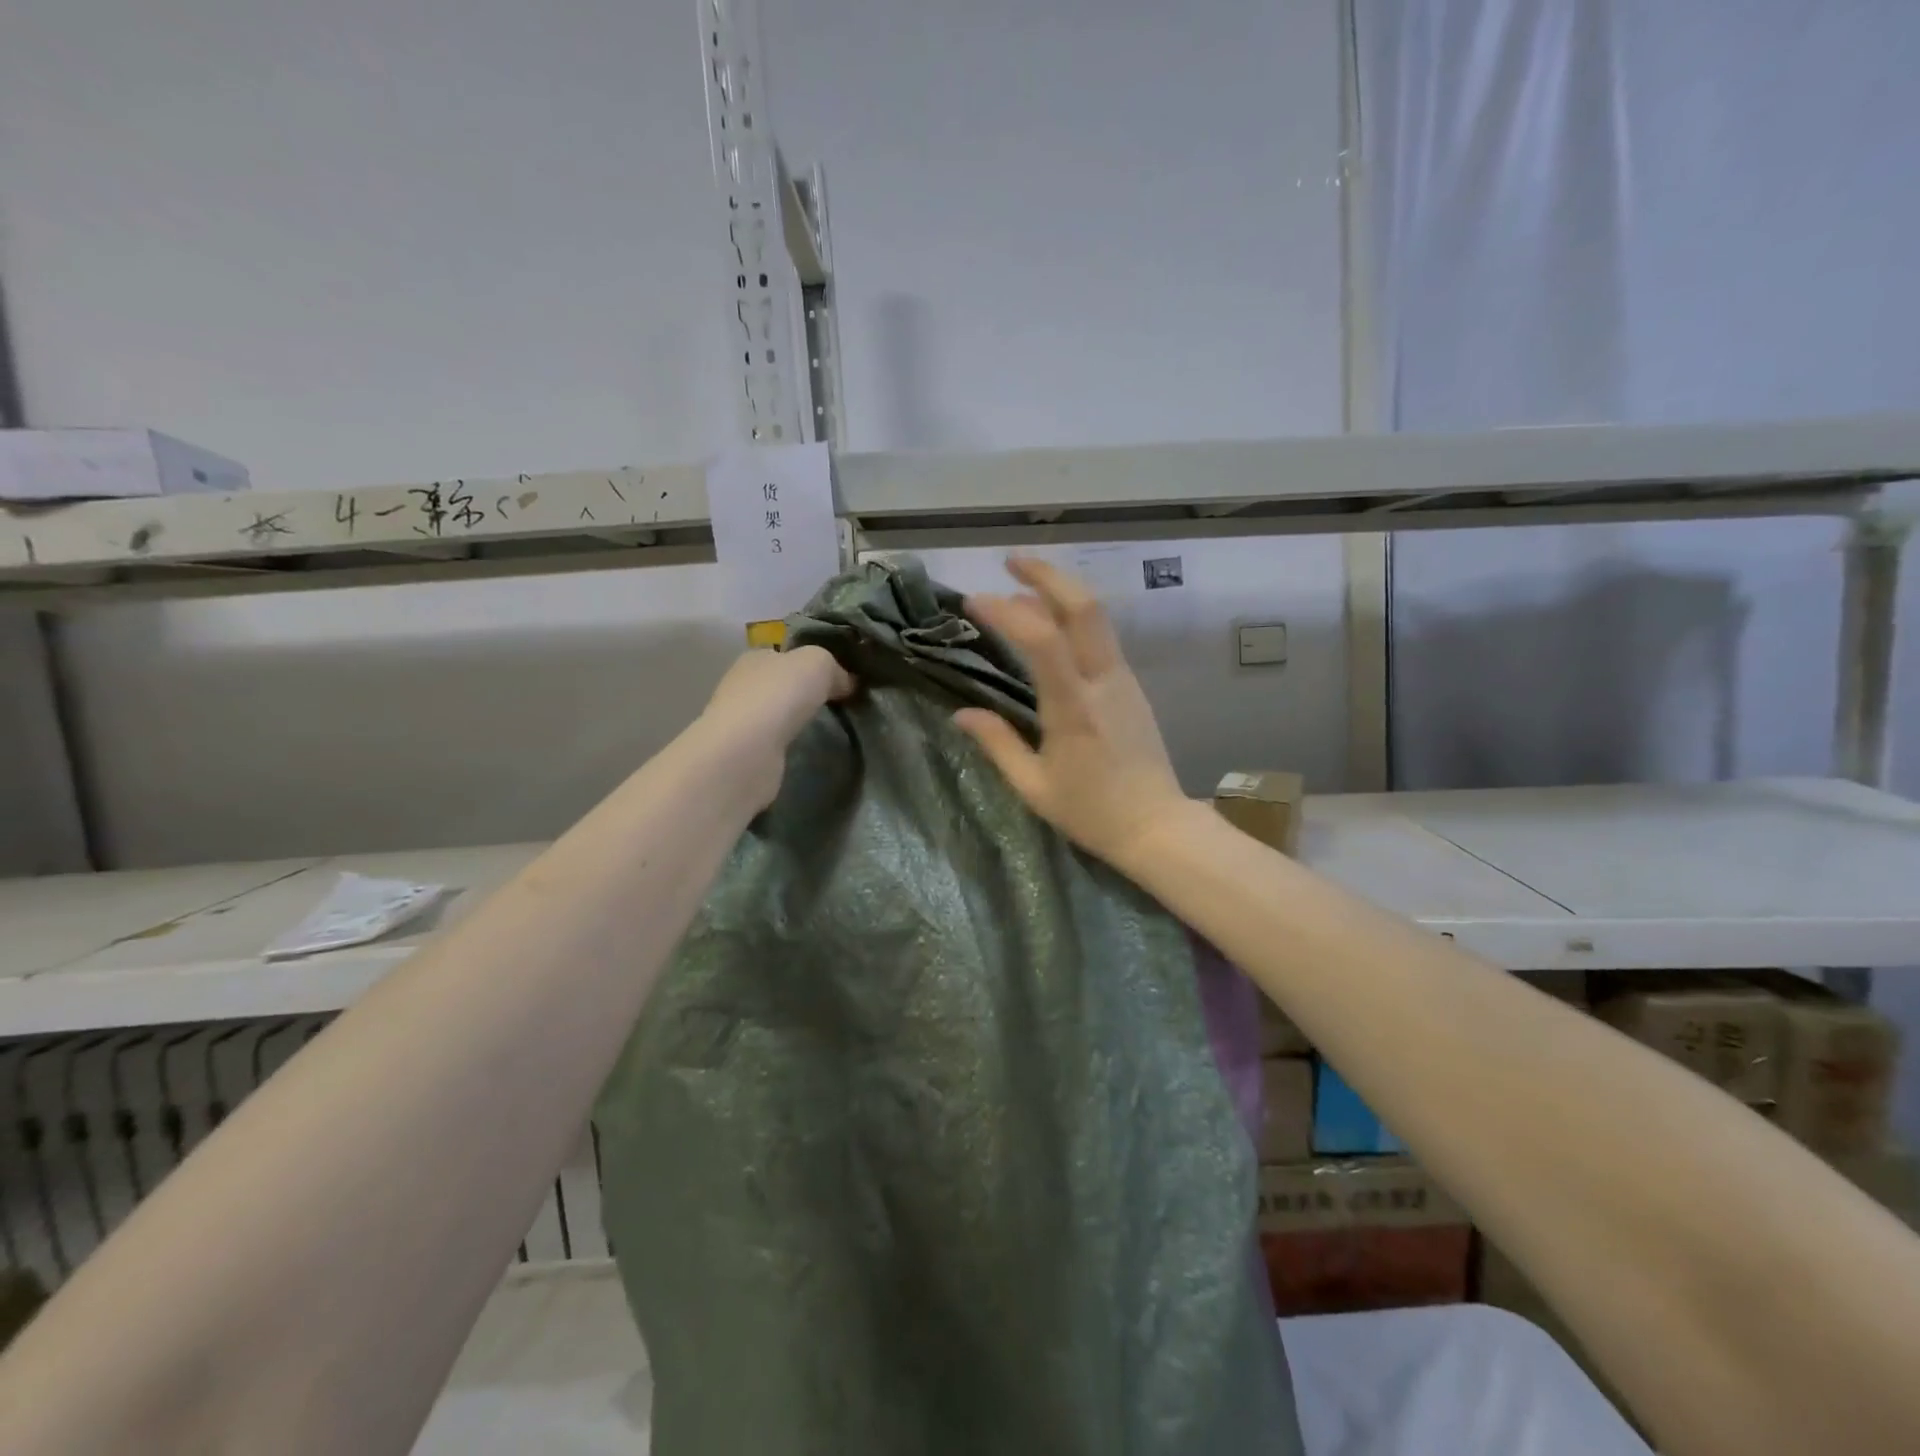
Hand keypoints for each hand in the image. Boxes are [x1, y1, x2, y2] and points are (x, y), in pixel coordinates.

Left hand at [696, 644, 854, 808]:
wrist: (745, 752)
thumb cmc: (778, 695)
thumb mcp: (818, 663)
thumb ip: (834, 668)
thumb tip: (846, 683)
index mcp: (755, 657)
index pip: (784, 655)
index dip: (809, 664)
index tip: (838, 679)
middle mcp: (742, 686)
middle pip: (780, 685)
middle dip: (805, 694)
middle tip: (840, 706)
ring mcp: (741, 722)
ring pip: (778, 716)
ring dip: (797, 722)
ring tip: (830, 731)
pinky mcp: (745, 754)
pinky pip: (776, 744)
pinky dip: (790, 746)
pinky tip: (809, 751)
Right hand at [957, 556, 1192, 869]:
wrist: (1157, 826)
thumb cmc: (1091, 812)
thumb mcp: (1034, 786)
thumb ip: (997, 744)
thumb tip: (961, 713)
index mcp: (1075, 709)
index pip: (1043, 641)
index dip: (1008, 612)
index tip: (975, 601)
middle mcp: (1104, 682)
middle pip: (1084, 607)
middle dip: (1047, 574)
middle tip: (1010, 560)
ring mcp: (1123, 680)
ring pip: (1095, 617)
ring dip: (1059, 592)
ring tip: (1020, 589)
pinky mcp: (1131, 685)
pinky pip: (1100, 638)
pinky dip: (1072, 618)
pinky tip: (1049, 624)